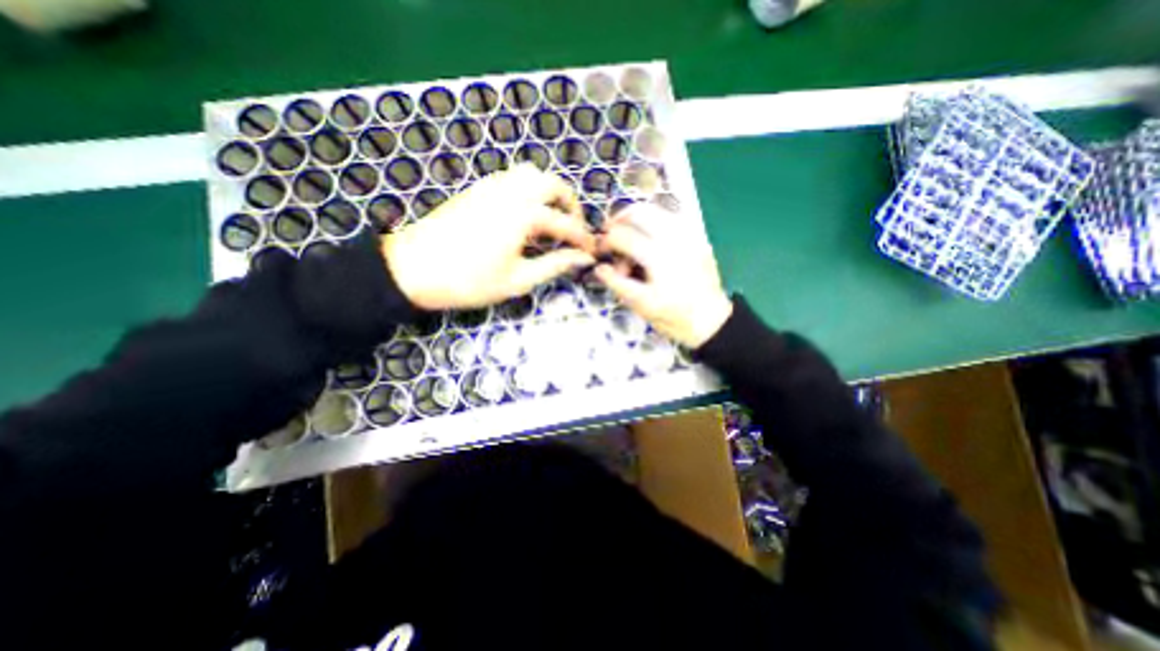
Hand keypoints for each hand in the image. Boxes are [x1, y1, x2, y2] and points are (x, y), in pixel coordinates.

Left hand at [385, 165, 591, 310]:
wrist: (413, 270)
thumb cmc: (469, 281)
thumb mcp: (518, 280)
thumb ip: (554, 265)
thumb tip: (581, 259)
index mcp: (524, 215)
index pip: (565, 224)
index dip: (582, 239)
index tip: (592, 252)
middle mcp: (512, 192)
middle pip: (553, 184)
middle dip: (570, 205)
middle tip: (573, 228)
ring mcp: (492, 186)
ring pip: (531, 174)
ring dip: (549, 192)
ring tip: (551, 218)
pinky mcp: (478, 189)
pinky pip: (512, 178)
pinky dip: (529, 189)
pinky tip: (525, 213)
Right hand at [598, 203, 732, 351]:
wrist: (711, 321)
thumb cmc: (674, 316)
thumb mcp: (641, 304)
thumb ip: (617, 283)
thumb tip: (599, 268)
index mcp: (657, 256)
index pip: (623, 236)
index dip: (606, 241)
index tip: (600, 251)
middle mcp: (674, 237)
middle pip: (639, 211)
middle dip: (619, 220)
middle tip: (610, 234)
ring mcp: (689, 234)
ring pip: (657, 210)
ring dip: (637, 218)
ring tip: (629, 235)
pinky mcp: (697, 237)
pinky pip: (671, 218)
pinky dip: (654, 222)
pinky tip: (650, 240)